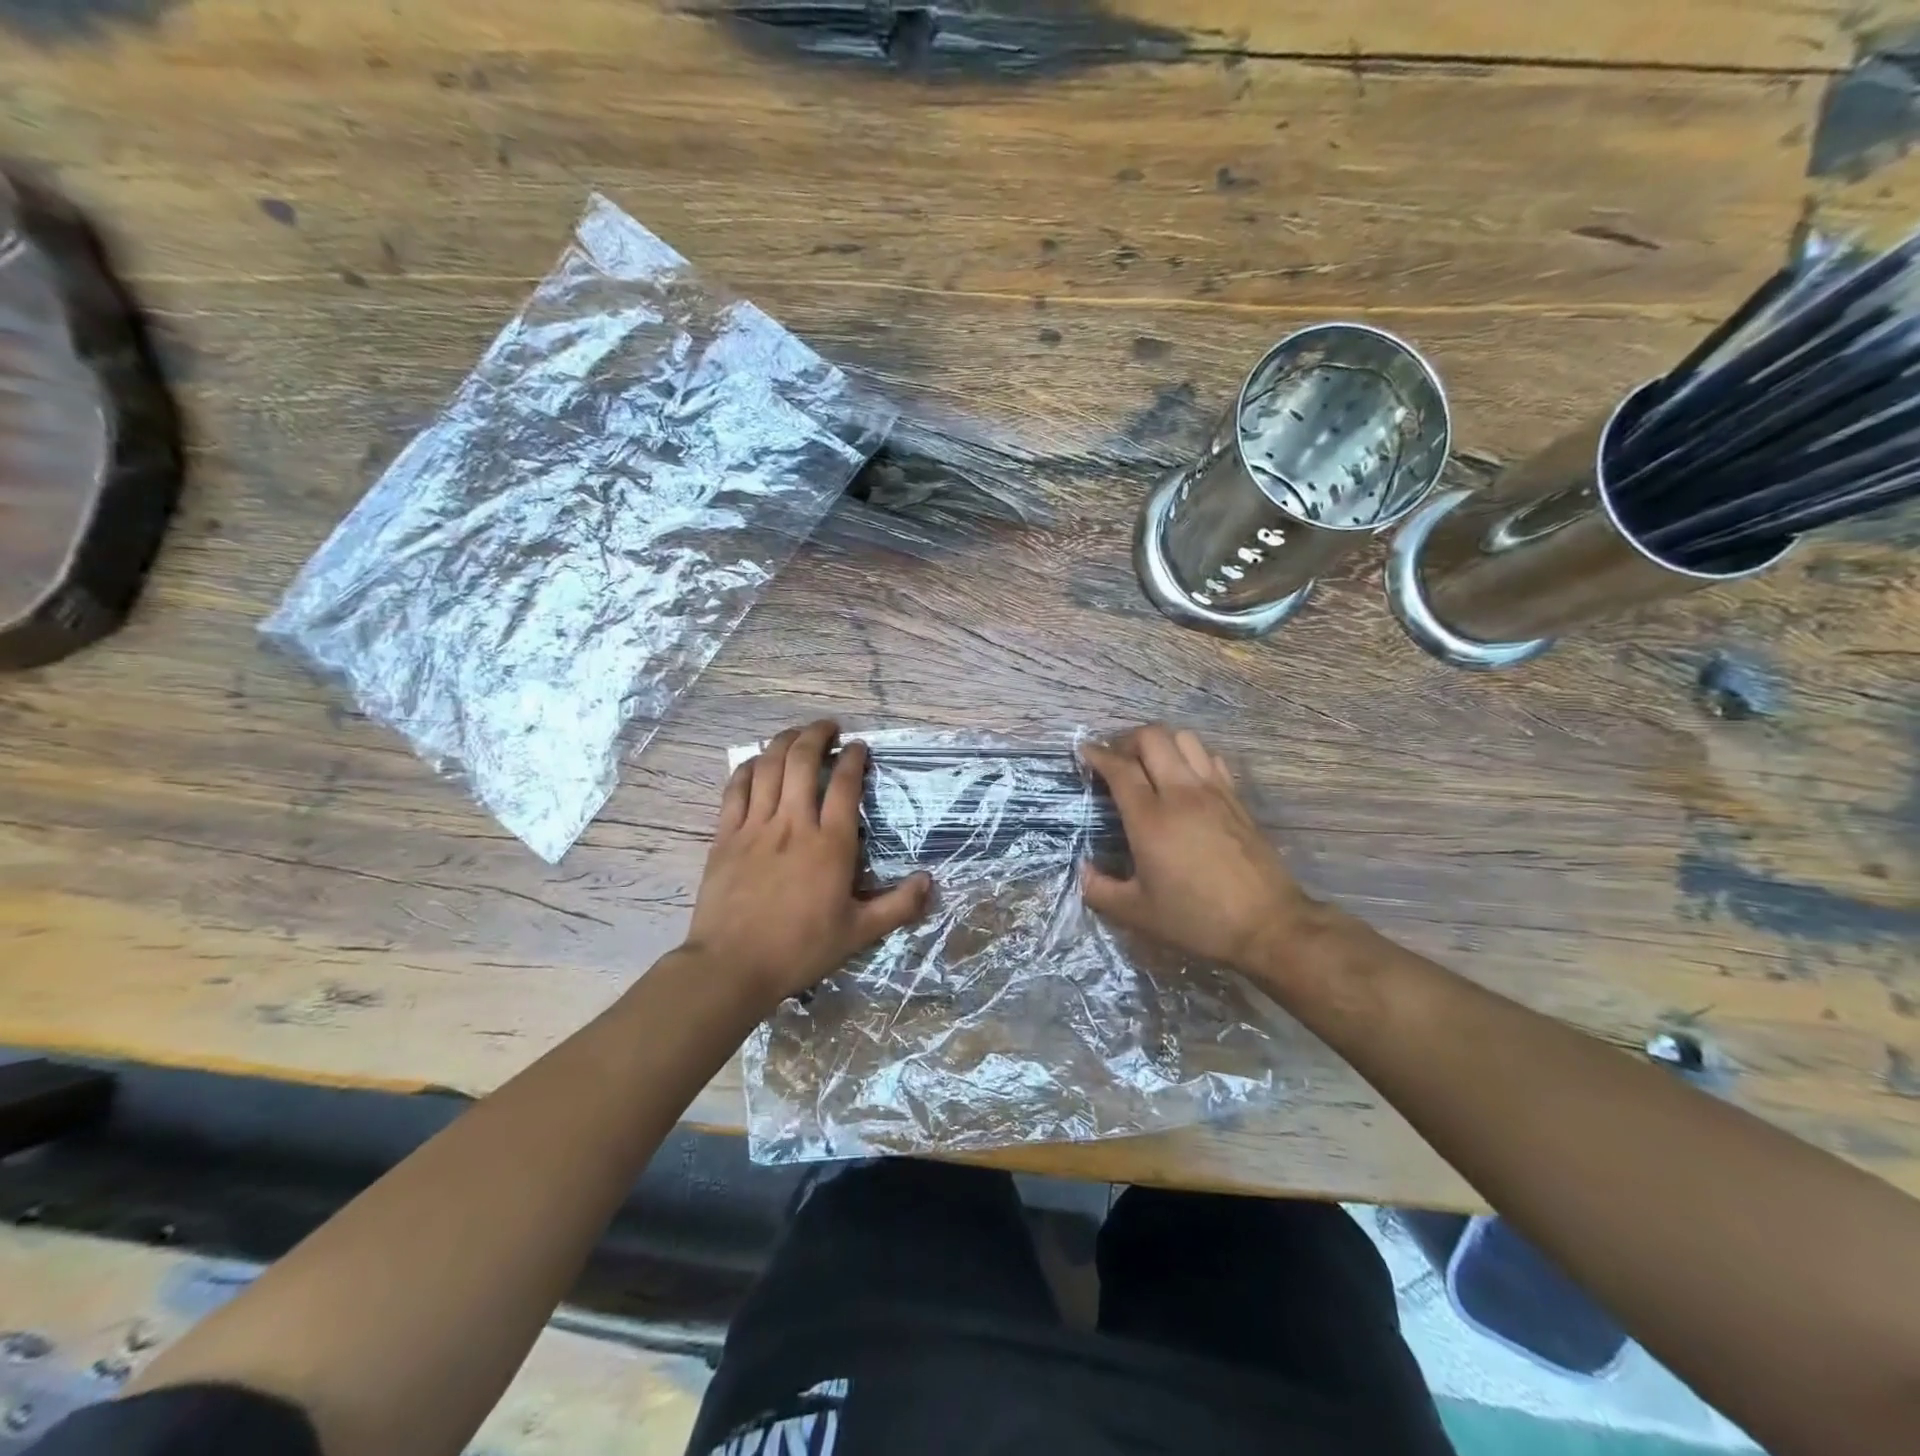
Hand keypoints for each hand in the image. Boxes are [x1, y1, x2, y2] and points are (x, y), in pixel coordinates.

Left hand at [684, 720, 930, 1008]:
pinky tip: (757, 761)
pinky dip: (748, 767)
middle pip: (802, 761)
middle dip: (816, 734)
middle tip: (828, 727)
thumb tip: (931, 881)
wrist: (732, 966)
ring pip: (768, 766)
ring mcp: (755, 827)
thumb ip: (898, 906)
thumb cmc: (800, 949)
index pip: (844, 784)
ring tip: (796, 733)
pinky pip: (736, 789)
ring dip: (783, 741)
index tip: (858, 746)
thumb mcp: (859, 933)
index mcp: (830, 844)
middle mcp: (793, 824)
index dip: (853, 757)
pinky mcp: (725, 836)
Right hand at [1080, 724, 1347, 993]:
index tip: (1084, 754)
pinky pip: (1210, 758)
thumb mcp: (1136, 913)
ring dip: (1161, 744)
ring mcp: (1214, 791)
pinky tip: (1184, 780)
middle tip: (1116, 759)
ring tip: (1149, 764)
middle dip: (1127, 740)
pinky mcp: (1236, 799)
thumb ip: (1099, 889)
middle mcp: (1181, 793)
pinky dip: (1191, 757)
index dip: (1097, 754)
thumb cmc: (1196, 919)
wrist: (1267, 925)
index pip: (1120, 767)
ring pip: (1185, 739)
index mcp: (1151, 818)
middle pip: (1153, 738)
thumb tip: (1084, 870)